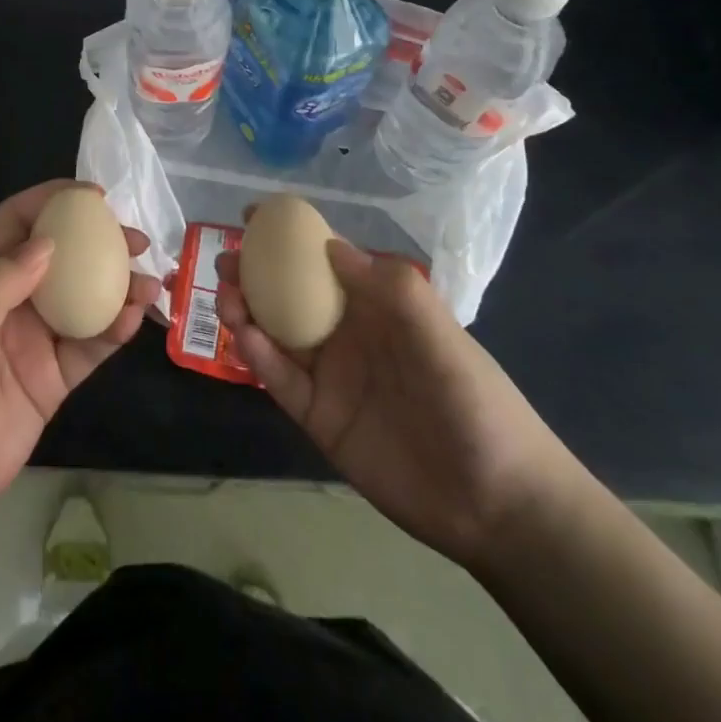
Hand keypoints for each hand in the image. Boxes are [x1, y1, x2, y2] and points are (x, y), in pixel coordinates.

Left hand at [0, 180, 159, 542]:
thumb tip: (49, 243)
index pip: (16, 223)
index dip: (52, 202)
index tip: (94, 197)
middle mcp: (9, 302)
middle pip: (60, 258)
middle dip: (98, 244)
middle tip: (137, 241)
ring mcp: (32, 341)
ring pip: (83, 302)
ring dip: (117, 289)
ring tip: (150, 283)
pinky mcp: (50, 381)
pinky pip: (87, 348)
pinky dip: (112, 332)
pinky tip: (134, 321)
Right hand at [217, 238, 586, 572]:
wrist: (496, 505)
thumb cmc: (475, 404)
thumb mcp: (442, 336)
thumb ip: (391, 288)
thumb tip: (330, 244)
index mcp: (379, 306)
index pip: (327, 259)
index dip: (291, 235)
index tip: (253, 216)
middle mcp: (349, 334)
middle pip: (291, 294)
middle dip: (255, 273)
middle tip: (224, 261)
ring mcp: (331, 376)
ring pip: (277, 333)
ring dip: (247, 311)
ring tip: (225, 296)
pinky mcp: (319, 416)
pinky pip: (281, 379)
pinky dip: (258, 356)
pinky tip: (243, 337)